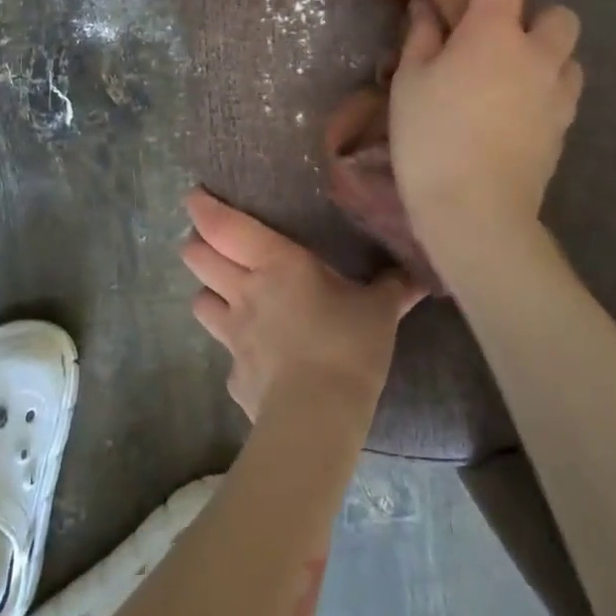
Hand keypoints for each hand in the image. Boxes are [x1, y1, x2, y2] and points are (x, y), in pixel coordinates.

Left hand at [181, 189, 423, 420]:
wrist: (318, 417)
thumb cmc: (347, 345)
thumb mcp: (379, 311)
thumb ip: (394, 287)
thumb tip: (420, 274)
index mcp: (275, 263)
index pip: (223, 226)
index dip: (203, 208)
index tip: (195, 197)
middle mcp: (244, 291)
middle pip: (197, 257)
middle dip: (196, 244)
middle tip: (207, 240)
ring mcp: (233, 335)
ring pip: (200, 301)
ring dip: (208, 292)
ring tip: (224, 293)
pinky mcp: (234, 375)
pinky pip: (226, 353)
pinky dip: (236, 349)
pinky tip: (256, 356)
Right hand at [387, 0, 583, 243]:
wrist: (476, 211)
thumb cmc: (431, 138)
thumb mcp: (409, 83)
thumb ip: (422, 37)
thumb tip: (428, 8)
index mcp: (494, 33)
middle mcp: (537, 55)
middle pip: (559, 14)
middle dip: (533, 13)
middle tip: (495, 33)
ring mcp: (557, 94)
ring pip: (568, 56)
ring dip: (545, 53)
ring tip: (509, 73)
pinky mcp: (563, 129)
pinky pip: (563, 92)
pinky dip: (544, 87)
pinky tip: (514, 107)